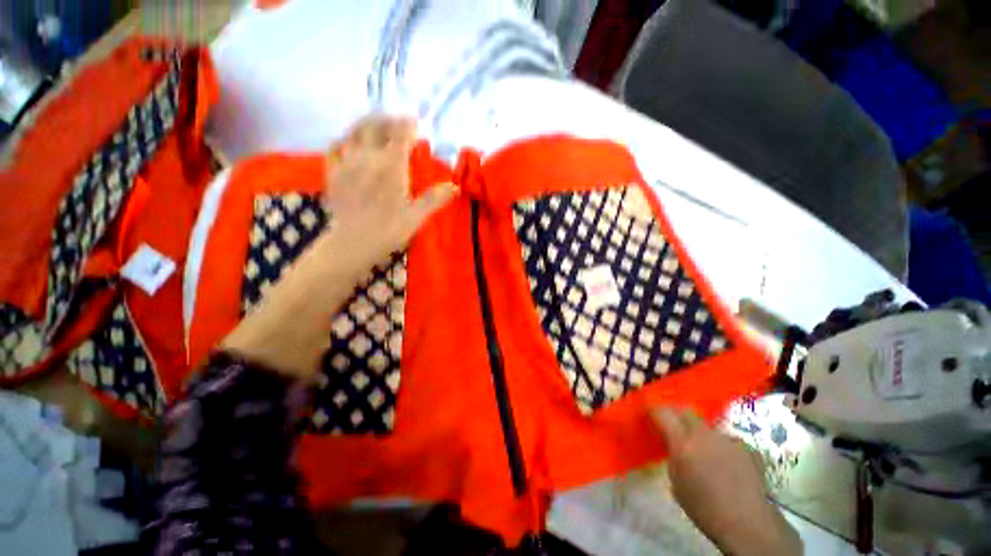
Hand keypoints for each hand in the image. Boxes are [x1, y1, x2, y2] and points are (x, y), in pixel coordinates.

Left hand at [323, 115, 456, 276]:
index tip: (415, 123)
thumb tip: (455, 187)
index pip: (399, 135)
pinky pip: (335, 146)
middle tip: (397, 122)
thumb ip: (434, 199)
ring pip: (354, 131)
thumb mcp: (416, 217)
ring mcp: (347, 163)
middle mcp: (368, 158)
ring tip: (376, 125)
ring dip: (367, 124)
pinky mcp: (332, 172)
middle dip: (388, 120)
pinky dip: (344, 139)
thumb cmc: (388, 231)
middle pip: (376, 126)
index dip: (407, 125)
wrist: (351, 244)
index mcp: (391, 167)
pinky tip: (349, 142)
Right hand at [652, 408, 801, 555]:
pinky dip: (722, 447)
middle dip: (677, 414)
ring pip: (708, 427)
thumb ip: (673, 455)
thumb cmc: (704, 507)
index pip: (663, 413)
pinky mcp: (747, 447)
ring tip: (705, 451)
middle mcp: (704, 434)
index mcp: (683, 443)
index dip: (654, 410)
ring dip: (701, 433)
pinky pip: (728, 440)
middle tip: (673, 426)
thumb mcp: (676, 482)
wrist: (748, 523)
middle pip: (686, 411)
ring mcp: (728, 439)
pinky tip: (727, 464)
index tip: (650, 412)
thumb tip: (672, 444)